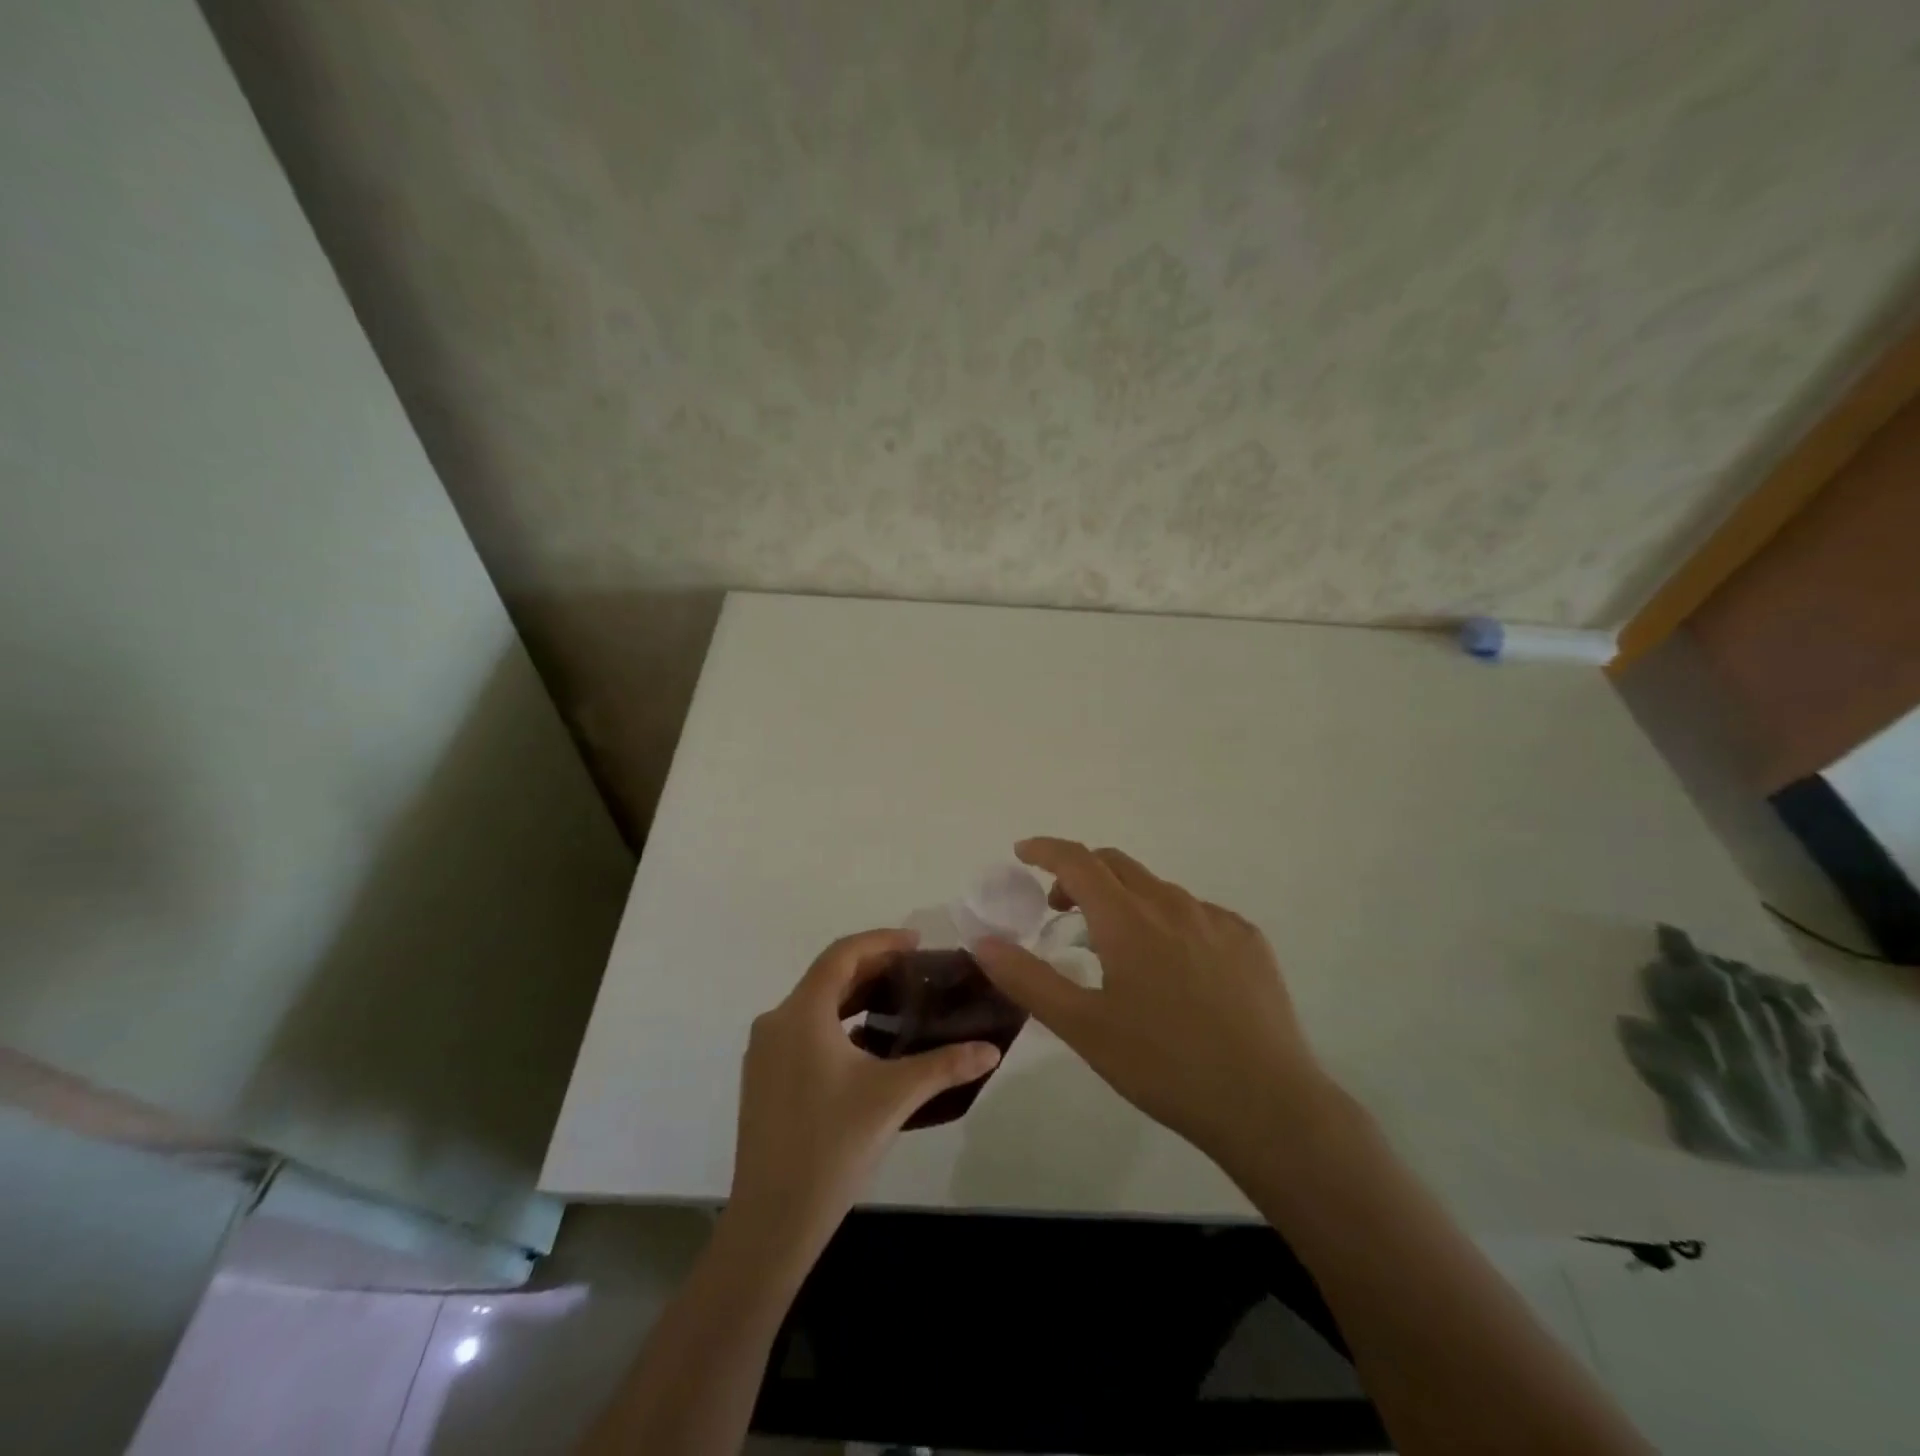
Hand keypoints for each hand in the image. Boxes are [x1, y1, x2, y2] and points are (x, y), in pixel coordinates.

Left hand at [728, 928, 1002, 1256]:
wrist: (772, 1220)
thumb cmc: (832, 1145)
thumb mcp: (894, 1097)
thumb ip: (945, 1066)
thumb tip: (992, 1050)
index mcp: (802, 1013)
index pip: (842, 954)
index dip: (881, 941)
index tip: (917, 942)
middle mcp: (776, 1022)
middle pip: (827, 977)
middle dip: (872, 968)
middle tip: (915, 973)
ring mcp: (764, 1053)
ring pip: (814, 1005)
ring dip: (854, 997)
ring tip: (896, 1004)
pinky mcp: (763, 1079)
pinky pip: (803, 1032)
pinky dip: (836, 1025)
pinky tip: (867, 1047)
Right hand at [974, 838, 1333, 1169]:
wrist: (1266, 1104)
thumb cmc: (1162, 1065)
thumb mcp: (1083, 1027)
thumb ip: (1027, 979)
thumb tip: (982, 942)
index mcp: (1128, 919)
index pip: (1078, 860)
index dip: (1046, 850)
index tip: (1023, 853)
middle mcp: (1172, 904)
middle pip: (1116, 864)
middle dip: (1080, 874)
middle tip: (1061, 907)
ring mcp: (1216, 919)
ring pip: (1157, 889)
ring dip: (1124, 899)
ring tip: (1115, 947)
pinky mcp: (1248, 940)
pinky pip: (1195, 913)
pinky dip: (1166, 921)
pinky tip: (1173, 968)